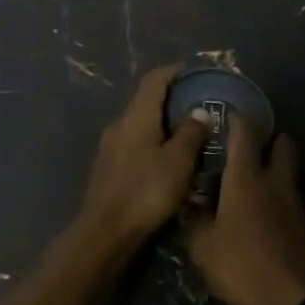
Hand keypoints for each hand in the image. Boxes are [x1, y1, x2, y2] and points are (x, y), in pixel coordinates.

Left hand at [75, 64, 209, 247]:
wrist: (106, 232)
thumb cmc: (146, 191)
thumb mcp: (179, 161)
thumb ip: (191, 133)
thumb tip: (198, 112)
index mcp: (136, 116)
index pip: (154, 79)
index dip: (174, 71)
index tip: (194, 72)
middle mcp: (119, 124)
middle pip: (146, 101)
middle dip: (171, 99)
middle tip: (199, 106)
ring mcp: (110, 147)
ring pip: (140, 124)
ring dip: (162, 124)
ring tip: (188, 135)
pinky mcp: (108, 168)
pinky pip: (134, 144)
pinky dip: (153, 143)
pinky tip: (168, 160)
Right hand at [186, 116, 304, 304]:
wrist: (293, 301)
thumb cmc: (241, 267)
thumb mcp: (203, 247)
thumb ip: (196, 219)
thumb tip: (193, 203)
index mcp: (246, 178)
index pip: (244, 133)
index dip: (236, 119)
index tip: (227, 115)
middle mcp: (274, 181)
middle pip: (282, 144)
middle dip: (270, 139)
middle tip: (250, 147)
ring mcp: (295, 202)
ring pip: (289, 172)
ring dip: (276, 169)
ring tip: (254, 182)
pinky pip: (291, 198)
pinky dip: (280, 197)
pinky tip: (265, 214)